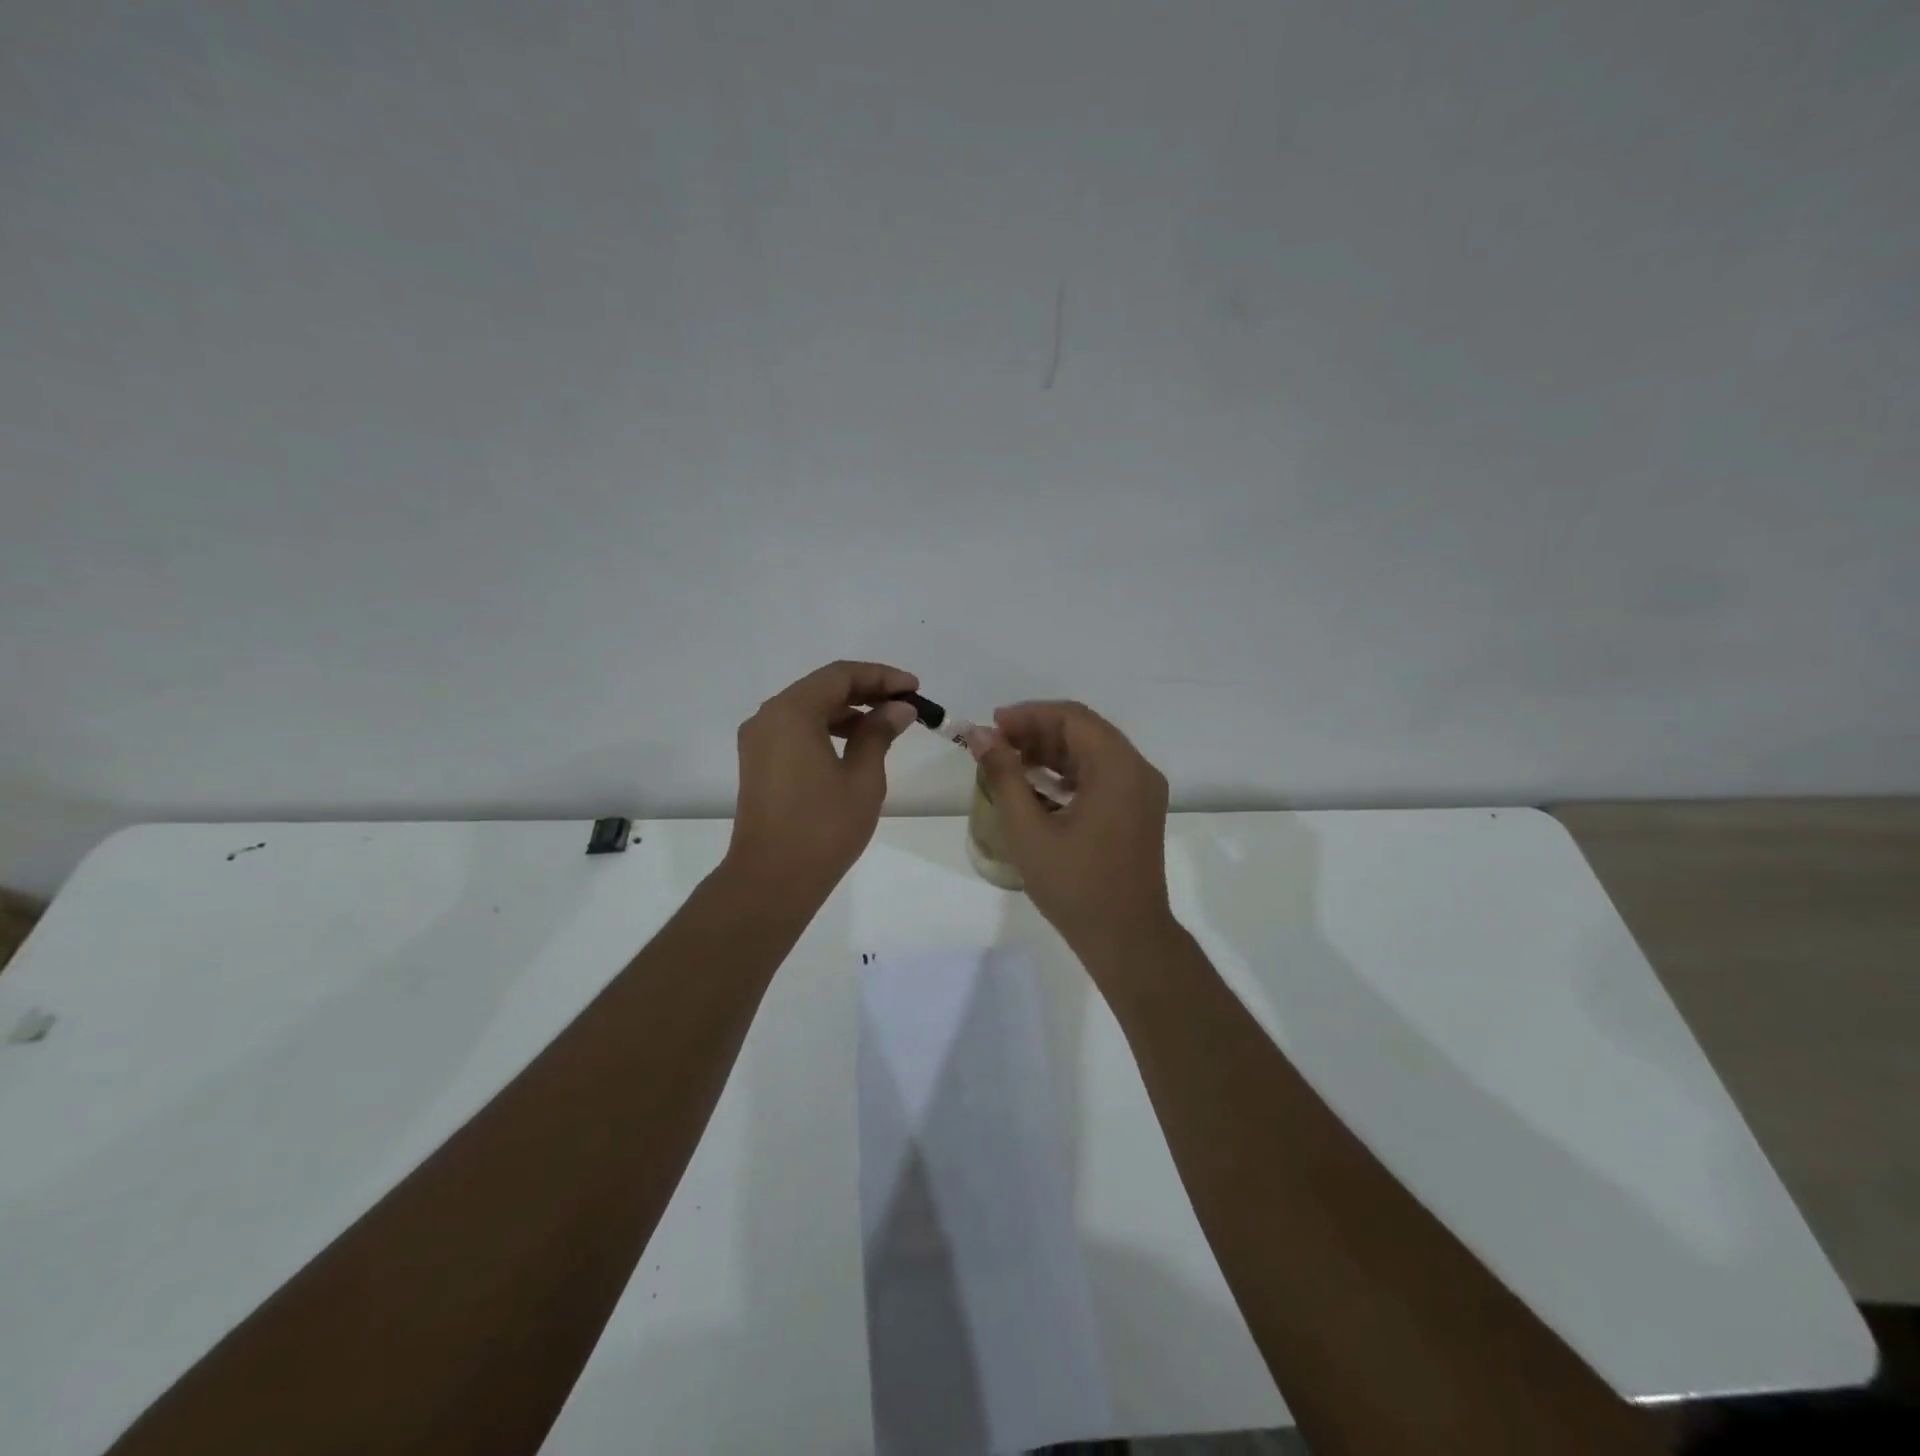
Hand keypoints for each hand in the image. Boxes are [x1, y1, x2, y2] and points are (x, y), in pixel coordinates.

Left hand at [725, 661, 919, 903]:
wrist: (772, 879)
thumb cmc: (823, 827)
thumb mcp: (862, 777)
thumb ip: (879, 733)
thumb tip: (897, 709)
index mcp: (791, 712)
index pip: (840, 675)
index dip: (881, 677)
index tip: (914, 688)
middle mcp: (768, 717)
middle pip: (822, 687)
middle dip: (866, 691)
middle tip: (905, 704)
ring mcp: (759, 741)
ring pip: (808, 708)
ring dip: (847, 711)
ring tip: (887, 725)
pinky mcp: (758, 763)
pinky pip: (796, 730)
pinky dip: (827, 729)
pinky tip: (856, 744)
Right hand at [971, 701, 1174, 959]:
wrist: (1127, 939)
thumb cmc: (1075, 885)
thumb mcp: (1029, 830)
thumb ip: (1004, 776)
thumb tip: (980, 735)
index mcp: (1118, 768)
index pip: (1072, 718)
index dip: (1028, 715)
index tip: (992, 726)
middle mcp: (1138, 770)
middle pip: (1085, 730)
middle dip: (1038, 730)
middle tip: (996, 744)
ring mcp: (1143, 791)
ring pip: (1094, 751)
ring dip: (1053, 750)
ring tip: (1011, 762)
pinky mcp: (1139, 810)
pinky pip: (1103, 774)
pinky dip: (1070, 772)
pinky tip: (1039, 785)